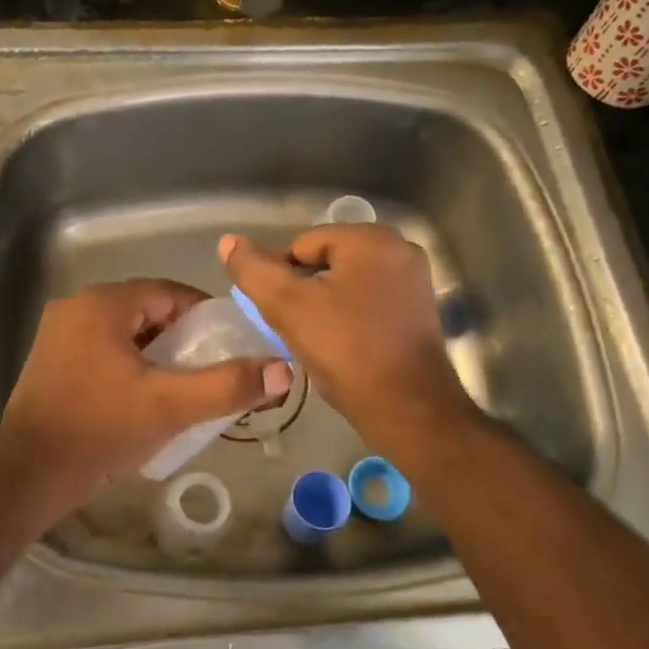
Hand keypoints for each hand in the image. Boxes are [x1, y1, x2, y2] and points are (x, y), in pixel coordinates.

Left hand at [0, 279, 291, 517]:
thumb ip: (227, 385)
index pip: (169, 293)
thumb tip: (283, 370)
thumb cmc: (99, 430)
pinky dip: (130, 365)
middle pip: (147, 312)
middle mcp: (76, 308)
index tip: (230, 346)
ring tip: (184, 388)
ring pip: (126, 333)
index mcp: (102, 304)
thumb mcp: (170, 406)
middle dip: (182, 339)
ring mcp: (59, 335)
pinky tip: (145, 398)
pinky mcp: (52, 362)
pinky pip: (104, 350)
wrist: (28, 476)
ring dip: (157, 354)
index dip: (205, 316)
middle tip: (210, 371)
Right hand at [220, 225, 474, 450]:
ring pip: (346, 282)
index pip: (301, 244)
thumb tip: (229, 241)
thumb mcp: (288, 307)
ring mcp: (414, 279)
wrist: (407, 410)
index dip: (280, 277)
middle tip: (294, 327)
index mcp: (371, 239)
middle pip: (326, 260)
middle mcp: (399, 248)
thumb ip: (254, 270)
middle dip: (304, 290)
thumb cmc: (346, 351)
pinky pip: (369, 300)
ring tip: (316, 339)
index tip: (277, 313)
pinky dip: (350, 316)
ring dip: (325, 304)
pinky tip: (342, 344)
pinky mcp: (420, 308)